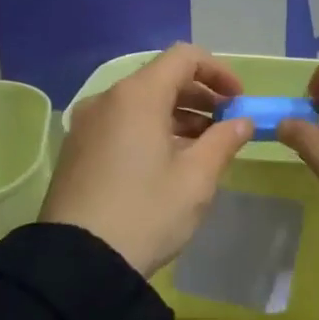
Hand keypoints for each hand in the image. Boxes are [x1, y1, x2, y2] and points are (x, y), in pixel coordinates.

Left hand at [40, 44, 255, 276]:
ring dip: (177, 116)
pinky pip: (121, 125)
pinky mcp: (77, 151)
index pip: (184, 57)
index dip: (218, 72)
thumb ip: (223, 141)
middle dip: (200, 97)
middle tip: (226, 127)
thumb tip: (242, 122)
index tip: (239, 102)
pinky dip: (151, 131)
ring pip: (140, 104)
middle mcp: (107, 100)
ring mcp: (86, 125)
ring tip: (203, 149)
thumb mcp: (196, 178)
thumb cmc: (146, 212)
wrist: (78, 262)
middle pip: (161, 79)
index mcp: (137, 96)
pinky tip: (168, 164)